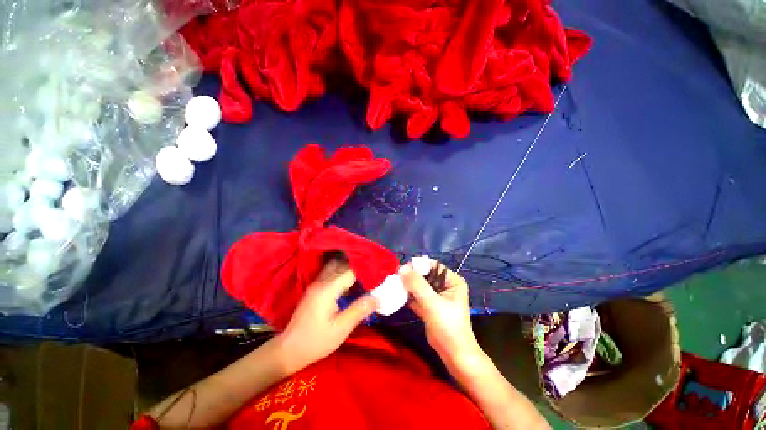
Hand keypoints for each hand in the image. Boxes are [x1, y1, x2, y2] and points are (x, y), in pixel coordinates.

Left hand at [275, 259, 377, 373]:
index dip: (365, 269)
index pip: (351, 270)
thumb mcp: (341, 329)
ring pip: (335, 267)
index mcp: (328, 288)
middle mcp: (321, 281)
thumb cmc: (315, 341)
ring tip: (365, 275)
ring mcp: (316, 284)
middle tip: (373, 271)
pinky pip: (331, 274)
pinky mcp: (314, 290)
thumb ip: (359, 310)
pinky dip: (343, 274)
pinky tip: (351, 284)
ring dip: (350, 268)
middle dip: (359, 265)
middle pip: (343, 264)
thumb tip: (377, 297)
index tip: (378, 272)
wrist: (288, 350)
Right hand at [400, 260, 483, 369]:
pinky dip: (408, 296)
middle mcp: (446, 285)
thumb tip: (402, 268)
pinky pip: (417, 296)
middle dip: (411, 277)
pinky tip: (398, 296)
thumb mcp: (432, 303)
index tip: (401, 270)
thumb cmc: (448, 326)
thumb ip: (417, 284)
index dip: (417, 266)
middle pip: (425, 275)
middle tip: (396, 278)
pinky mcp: (430, 306)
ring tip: (395, 286)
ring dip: (408, 286)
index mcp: (452, 281)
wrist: (453, 354)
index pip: (433, 266)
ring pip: (420, 285)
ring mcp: (437, 296)